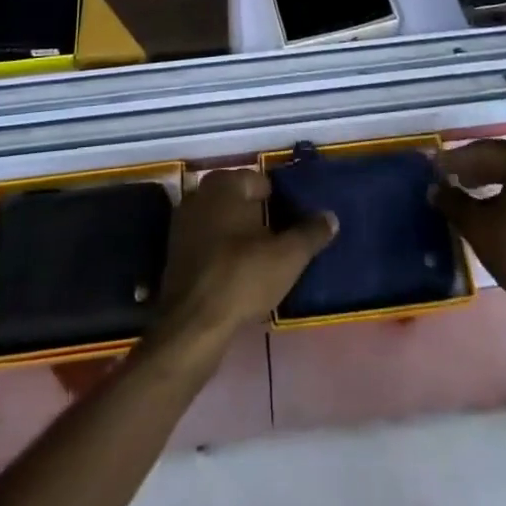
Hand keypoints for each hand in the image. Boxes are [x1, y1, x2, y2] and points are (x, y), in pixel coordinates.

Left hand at [153, 169, 336, 349]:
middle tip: (280, 238)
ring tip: (262, 258)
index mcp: (225, 184)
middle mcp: (200, 195)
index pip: (259, 181)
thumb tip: (331, 217)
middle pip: (238, 199)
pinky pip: (206, 242)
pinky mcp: (175, 253)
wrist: (192, 325)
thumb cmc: (242, 277)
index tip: (293, 220)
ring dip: (238, 234)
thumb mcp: (288, 256)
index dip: (279, 200)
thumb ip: (311, 233)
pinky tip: (237, 273)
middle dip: (258, 214)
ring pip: (221, 221)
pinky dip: (221, 251)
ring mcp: (183, 223)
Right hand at [433, 140, 505, 328]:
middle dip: (477, 169)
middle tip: (452, 178)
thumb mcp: (477, 226)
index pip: (484, 151)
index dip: (456, 160)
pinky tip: (502, 210)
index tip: (436, 167)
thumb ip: (453, 202)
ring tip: (473, 193)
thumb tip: (436, 189)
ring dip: (497, 182)